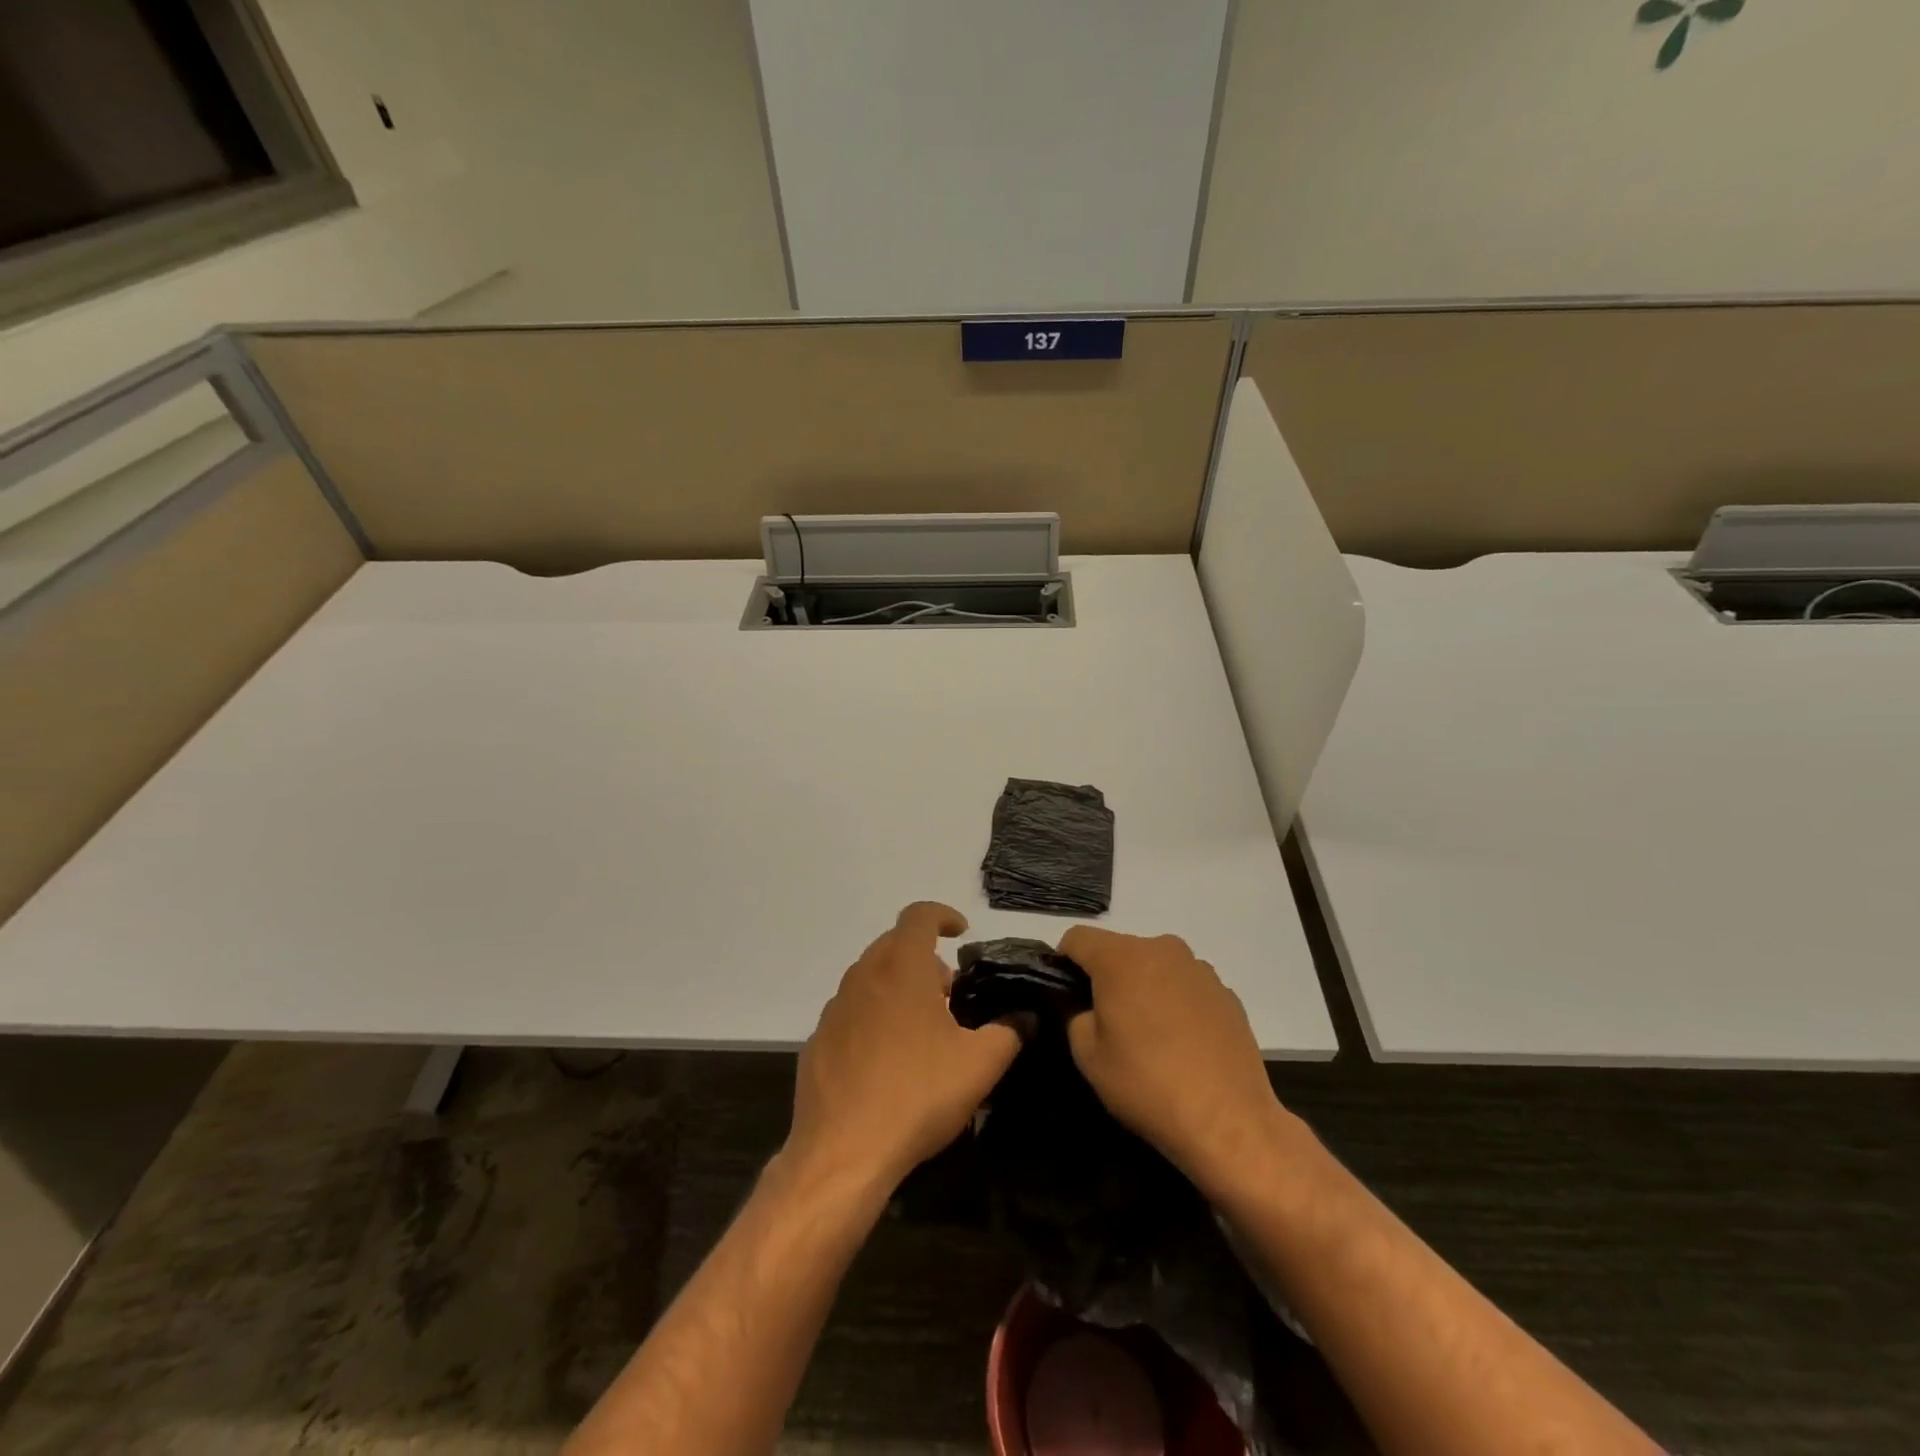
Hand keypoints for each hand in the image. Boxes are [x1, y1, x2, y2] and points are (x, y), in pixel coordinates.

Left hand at [786, 903, 1019, 1192]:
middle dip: (925, 960)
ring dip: (899, 988)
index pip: (919, 915)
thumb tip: (1025, 1016)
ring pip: (872, 978)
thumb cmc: (917, 1095)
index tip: (962, 932)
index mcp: (902, 968)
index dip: (943, 915)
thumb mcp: (980, 1065)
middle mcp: (863, 976)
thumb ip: (1009, 1032)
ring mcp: (835, 1009)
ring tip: (923, 1030)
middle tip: (950, 996)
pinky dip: (874, 1018)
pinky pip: (852, 1013)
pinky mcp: (818, 1041)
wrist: (842, 1153)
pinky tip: (888, 1061)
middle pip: (895, 946)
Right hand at [1058, 926, 1287, 1200]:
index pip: (1077, 937)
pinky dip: (1175, 1003)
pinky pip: (1185, 986)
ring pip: (1154, 966)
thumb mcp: (1088, 1055)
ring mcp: (1199, 969)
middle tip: (1106, 1022)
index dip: (1063, 962)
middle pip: (1118, 949)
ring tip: (1148, 1036)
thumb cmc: (1147, 1084)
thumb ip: (1074, 1015)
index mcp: (1121, 957)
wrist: (1229, 1121)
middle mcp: (1162, 949)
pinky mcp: (1226, 993)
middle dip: (1106, 976)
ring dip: (1143, 987)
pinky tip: (1182, 1044)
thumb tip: (1083, 1005)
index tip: (1066, 995)